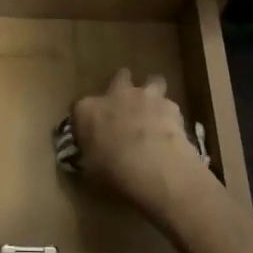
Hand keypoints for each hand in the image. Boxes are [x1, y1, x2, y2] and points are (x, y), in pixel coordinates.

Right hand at [69, 69, 210, 222]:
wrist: (154, 169)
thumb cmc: (114, 173)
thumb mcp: (91, 170)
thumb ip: (90, 155)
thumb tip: (93, 155)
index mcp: (87, 110)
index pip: (79, 107)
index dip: (87, 119)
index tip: (92, 132)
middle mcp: (114, 95)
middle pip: (119, 79)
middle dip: (123, 88)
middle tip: (127, 109)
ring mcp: (143, 96)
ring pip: (150, 82)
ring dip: (152, 94)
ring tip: (154, 112)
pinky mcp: (169, 104)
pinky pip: (168, 104)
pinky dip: (169, 114)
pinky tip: (172, 130)